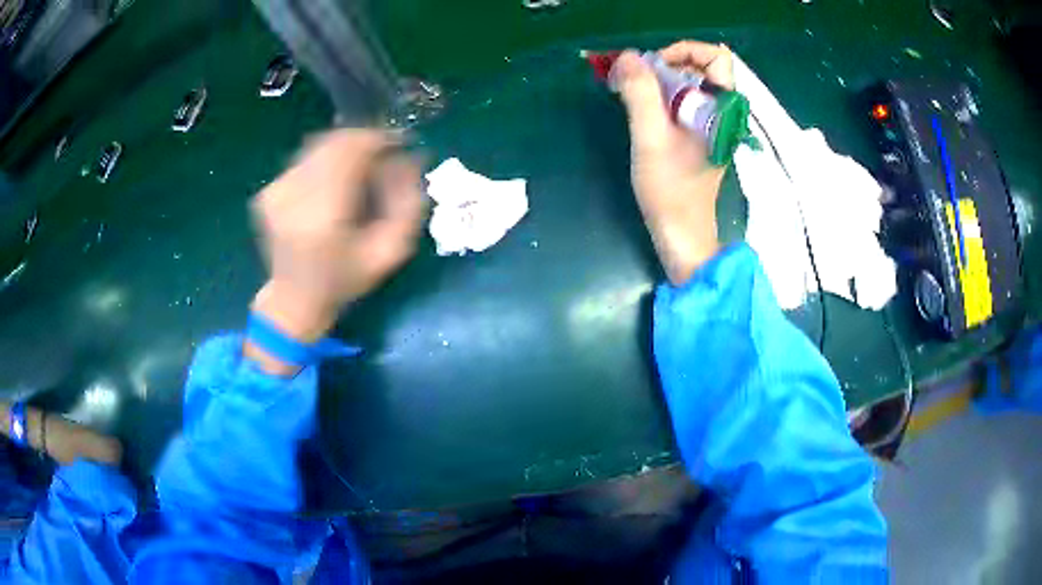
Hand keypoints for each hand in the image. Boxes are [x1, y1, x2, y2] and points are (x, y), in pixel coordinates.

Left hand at [249, 130, 423, 357]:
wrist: (294, 299)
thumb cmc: (345, 279)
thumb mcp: (390, 252)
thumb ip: (408, 204)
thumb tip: (409, 159)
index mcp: (323, 216)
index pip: (351, 150)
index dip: (378, 139)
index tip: (399, 143)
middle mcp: (293, 195)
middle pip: (333, 142)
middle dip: (363, 141)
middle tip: (382, 155)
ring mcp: (275, 191)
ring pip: (318, 146)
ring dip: (344, 150)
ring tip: (358, 170)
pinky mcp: (268, 191)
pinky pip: (304, 159)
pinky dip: (324, 162)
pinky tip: (331, 184)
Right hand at [614, 41, 733, 284]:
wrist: (682, 232)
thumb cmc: (670, 188)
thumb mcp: (650, 137)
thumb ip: (641, 93)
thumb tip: (628, 57)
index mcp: (722, 109)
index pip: (716, 57)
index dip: (684, 51)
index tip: (655, 67)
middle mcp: (723, 112)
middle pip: (701, 67)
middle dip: (667, 65)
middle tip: (638, 80)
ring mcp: (714, 124)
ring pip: (692, 84)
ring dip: (662, 81)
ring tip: (635, 94)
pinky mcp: (702, 135)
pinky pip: (686, 102)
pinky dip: (665, 97)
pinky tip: (645, 112)